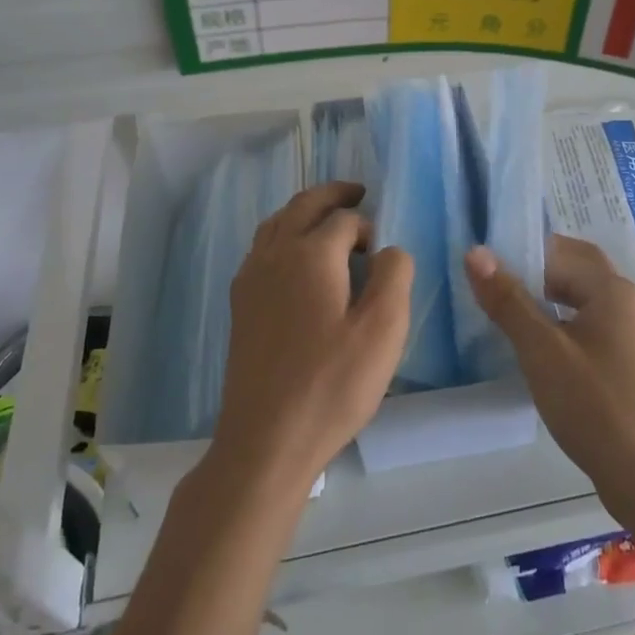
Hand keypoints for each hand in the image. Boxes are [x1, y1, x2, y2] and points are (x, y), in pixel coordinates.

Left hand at [209, 182, 411, 496]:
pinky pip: (262, 248)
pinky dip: (282, 234)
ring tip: (327, 219)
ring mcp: (250, 278)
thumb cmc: (332, 385)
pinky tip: (295, 261)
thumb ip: (395, 275)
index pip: (344, 218)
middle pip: (303, 205)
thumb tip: (388, 249)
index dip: (367, 225)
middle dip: (332, 195)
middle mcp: (274, 254)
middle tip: (357, 192)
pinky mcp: (240, 304)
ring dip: (304, 211)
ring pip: (276, 223)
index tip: (381, 251)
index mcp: (311, 254)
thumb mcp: (384, 330)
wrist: (265, 442)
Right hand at [466, 235, 634, 523]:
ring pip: (577, 300)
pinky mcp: (622, 362)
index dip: (522, 250)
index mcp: (610, 288)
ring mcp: (626, 334)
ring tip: (503, 313)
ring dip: (543, 300)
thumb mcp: (542, 351)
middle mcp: (623, 302)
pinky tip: (533, 348)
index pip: (560, 249)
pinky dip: (557, 326)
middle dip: (532, 273)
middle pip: (572, 270)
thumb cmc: (595, 406)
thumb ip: (508, 300)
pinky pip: (584, 326)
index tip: (484, 264)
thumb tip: (476, 252)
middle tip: (491, 285)